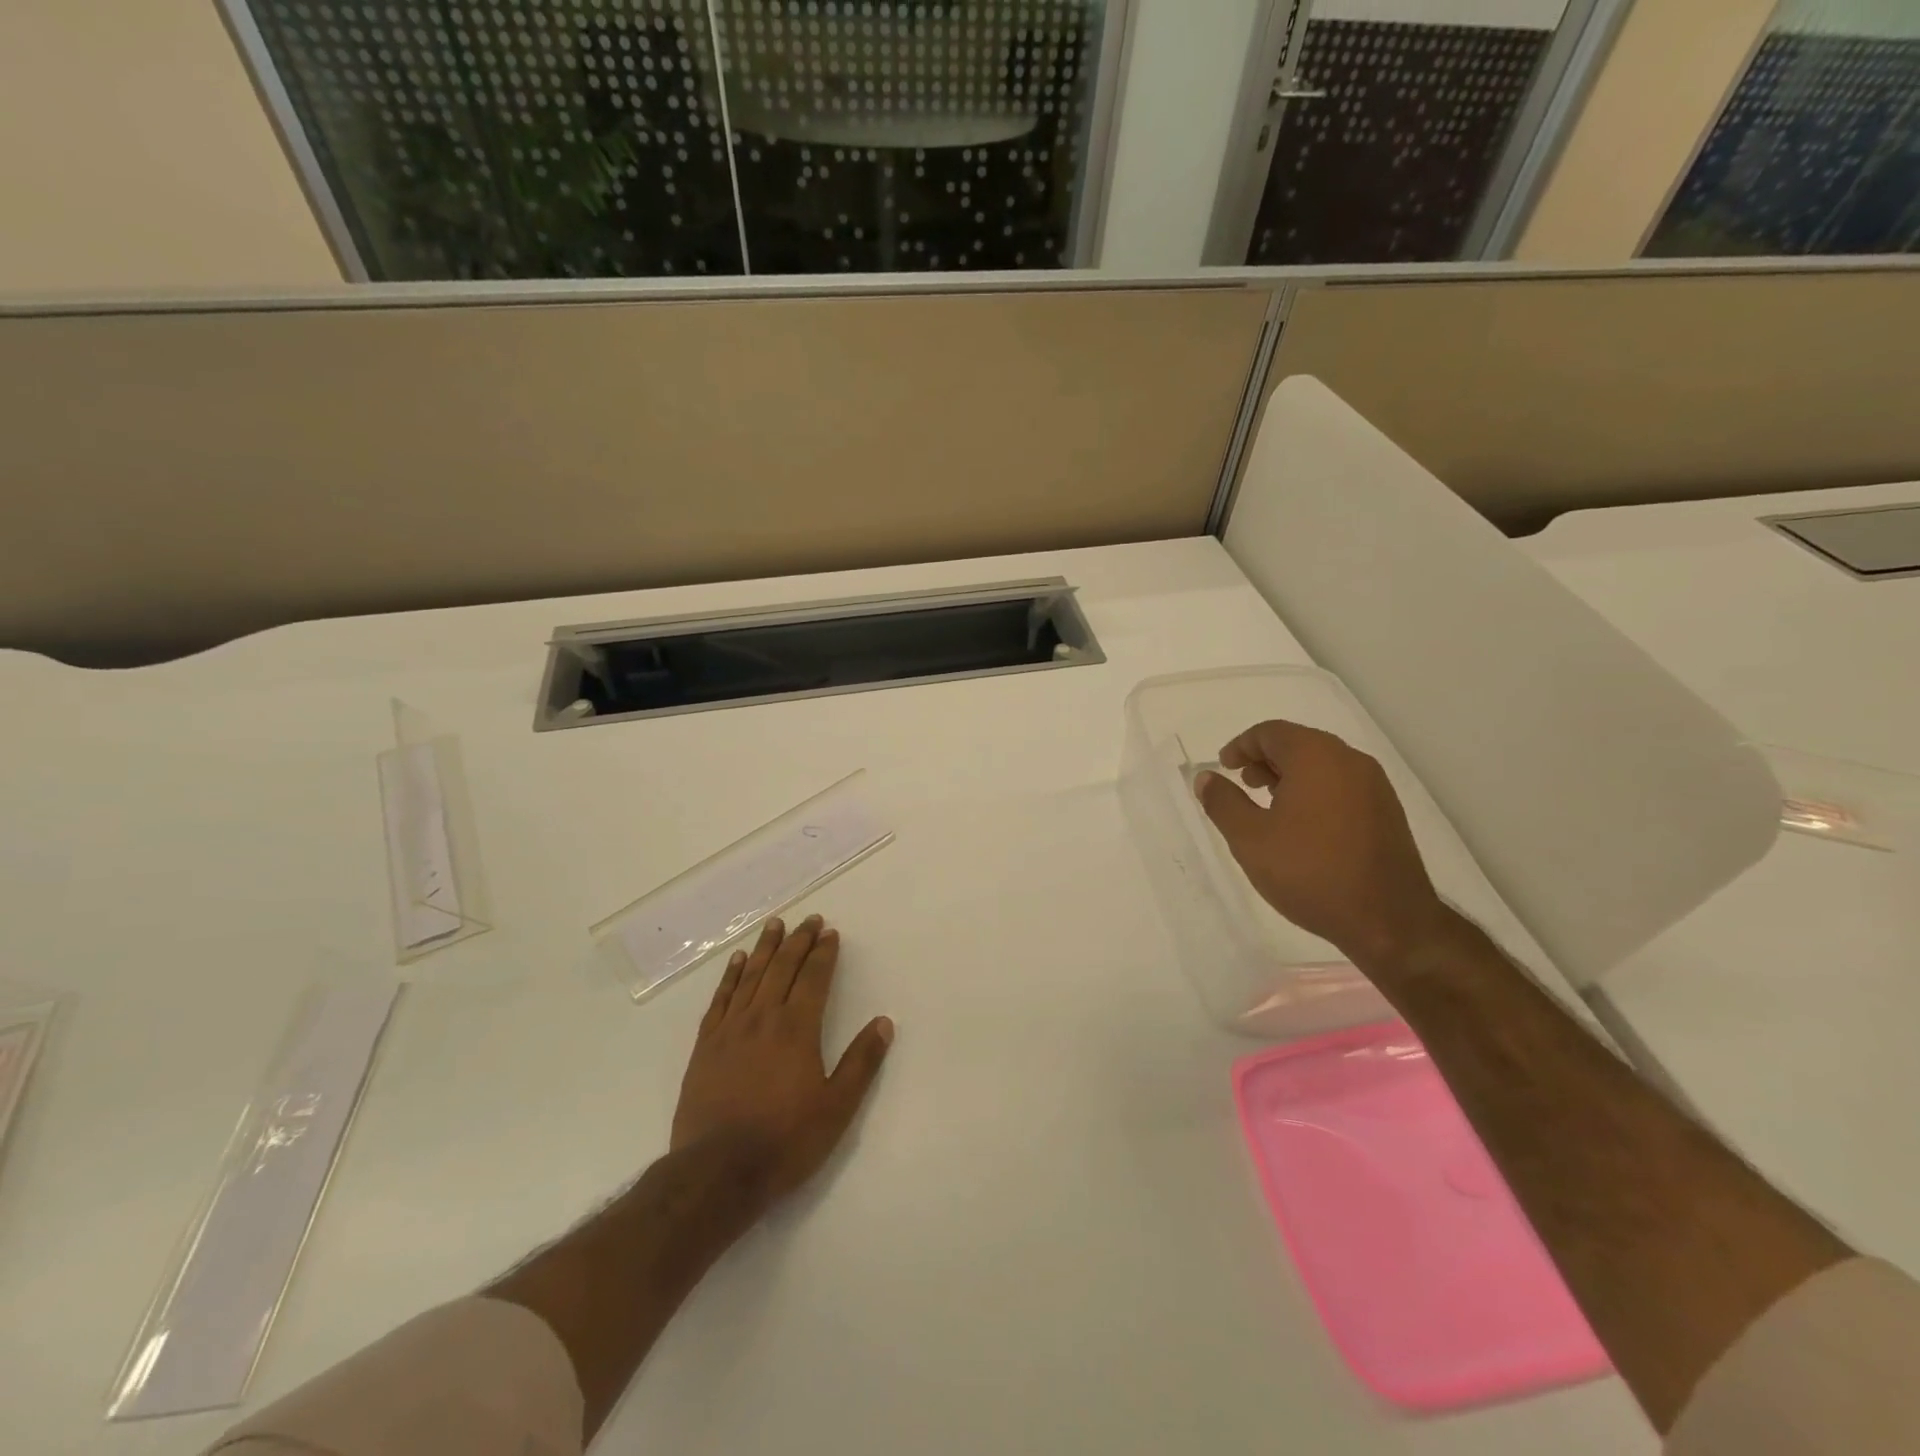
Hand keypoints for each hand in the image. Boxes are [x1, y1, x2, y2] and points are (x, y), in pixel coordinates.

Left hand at [671, 914, 893, 1208]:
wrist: (716, 1172)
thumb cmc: (784, 1141)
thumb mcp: (836, 1108)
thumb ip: (861, 1063)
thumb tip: (884, 1023)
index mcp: (797, 1028)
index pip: (813, 978)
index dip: (823, 953)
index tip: (830, 932)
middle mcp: (764, 1018)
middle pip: (782, 968)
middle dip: (798, 941)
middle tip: (809, 920)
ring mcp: (731, 1029)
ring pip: (751, 976)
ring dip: (766, 948)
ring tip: (775, 925)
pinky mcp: (706, 1046)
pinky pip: (721, 999)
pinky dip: (731, 976)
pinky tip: (738, 962)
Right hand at [1195, 719, 1453, 971]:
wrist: (1389, 921)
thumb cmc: (1310, 873)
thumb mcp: (1250, 839)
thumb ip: (1223, 803)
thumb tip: (1206, 778)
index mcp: (1316, 757)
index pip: (1271, 732)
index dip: (1241, 746)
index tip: (1224, 768)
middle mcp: (1349, 761)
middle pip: (1299, 743)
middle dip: (1265, 759)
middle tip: (1243, 784)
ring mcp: (1374, 786)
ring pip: (1322, 764)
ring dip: (1290, 775)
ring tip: (1268, 805)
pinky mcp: (1386, 812)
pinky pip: (1341, 785)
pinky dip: (1314, 791)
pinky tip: (1301, 825)